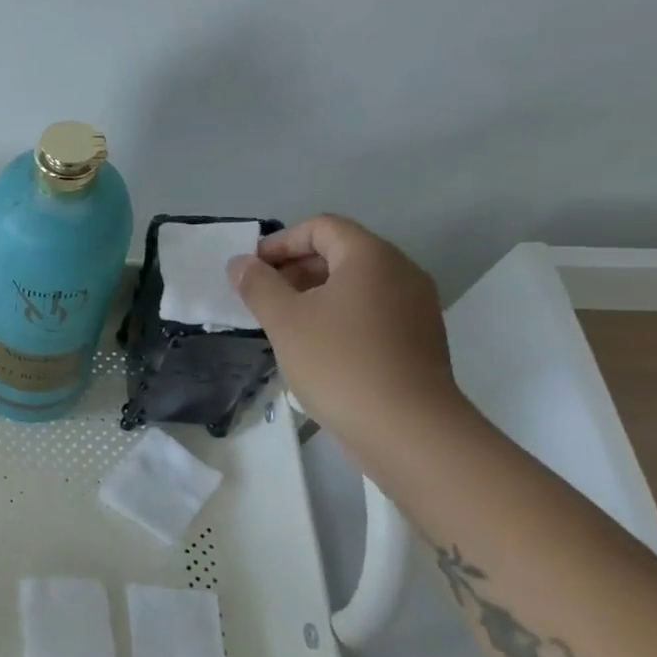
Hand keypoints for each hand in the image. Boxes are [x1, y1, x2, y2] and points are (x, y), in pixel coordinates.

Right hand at [226, 215, 462, 451]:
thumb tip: (240, 263)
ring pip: (354, 284)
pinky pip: (368, 310)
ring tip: (280, 322)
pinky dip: (335, 314)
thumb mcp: (284, 320)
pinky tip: (312, 345)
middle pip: (339, 252)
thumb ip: (257, 284)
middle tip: (259, 296)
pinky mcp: (416, 339)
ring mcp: (413, 307)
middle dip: (293, 267)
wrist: (406, 429)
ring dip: (312, 293)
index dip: (280, 242)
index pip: (321, 227)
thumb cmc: (338, 362)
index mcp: (371, 258)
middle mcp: (400, 273)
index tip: (250, 270)